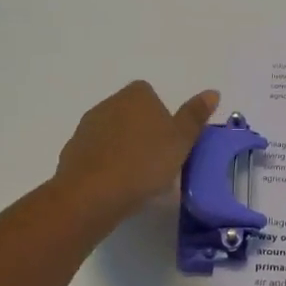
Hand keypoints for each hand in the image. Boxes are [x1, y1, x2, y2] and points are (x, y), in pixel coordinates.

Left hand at [53, 81, 218, 227]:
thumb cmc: (145, 163)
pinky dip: (107, 165)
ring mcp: (87, 127)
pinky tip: (117, 186)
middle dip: (143, 132)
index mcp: (136, 96)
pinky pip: (97, 154)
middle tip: (159, 161)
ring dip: (125, 149)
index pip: (150, 94)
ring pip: (113, 134)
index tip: (170, 141)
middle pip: (131, 114)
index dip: (162, 116)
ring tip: (139, 178)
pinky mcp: (72, 152)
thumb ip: (195, 116)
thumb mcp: (181, 141)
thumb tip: (213, 91)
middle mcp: (109, 104)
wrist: (92, 194)